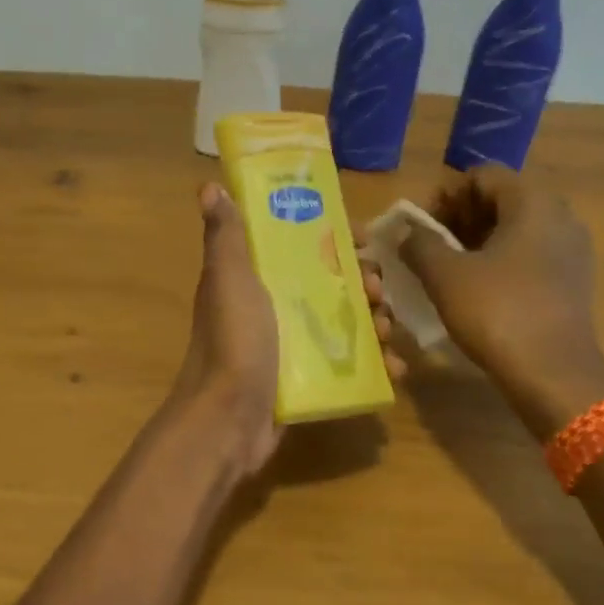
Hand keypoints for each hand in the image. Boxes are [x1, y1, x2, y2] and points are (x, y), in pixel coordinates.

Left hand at [172, 184, 404, 474]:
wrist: (228, 420)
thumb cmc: (233, 341)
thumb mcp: (229, 280)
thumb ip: (225, 236)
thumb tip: (209, 185)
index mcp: (254, 279)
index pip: (299, 245)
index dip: (334, 238)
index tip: (366, 238)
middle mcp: (272, 309)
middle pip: (329, 284)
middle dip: (363, 283)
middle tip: (380, 292)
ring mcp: (290, 347)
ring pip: (343, 324)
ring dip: (373, 322)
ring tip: (387, 329)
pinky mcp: (305, 381)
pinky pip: (347, 364)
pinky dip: (373, 364)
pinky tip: (394, 368)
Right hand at [400, 167, 603, 432]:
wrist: (553, 374)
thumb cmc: (497, 313)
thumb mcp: (445, 275)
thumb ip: (419, 244)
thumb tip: (406, 231)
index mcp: (532, 202)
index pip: (481, 176)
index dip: (444, 196)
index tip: (420, 228)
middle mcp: (560, 216)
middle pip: (500, 200)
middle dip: (458, 219)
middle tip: (427, 249)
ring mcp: (571, 250)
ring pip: (514, 230)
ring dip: (476, 242)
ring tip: (446, 271)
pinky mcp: (572, 281)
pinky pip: (529, 256)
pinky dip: (499, 263)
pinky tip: (476, 291)